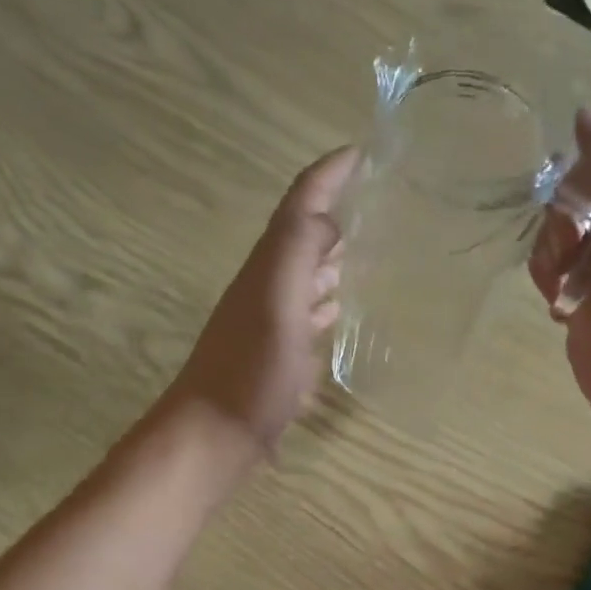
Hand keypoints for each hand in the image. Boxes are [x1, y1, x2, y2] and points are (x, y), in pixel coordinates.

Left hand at [164, 146, 355, 466]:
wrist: (214, 436)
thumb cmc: (250, 371)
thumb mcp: (276, 303)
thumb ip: (297, 252)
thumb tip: (327, 215)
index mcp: (269, 268)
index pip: (299, 206)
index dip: (327, 176)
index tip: (362, 153)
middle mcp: (267, 289)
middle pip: (301, 238)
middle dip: (334, 213)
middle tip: (377, 198)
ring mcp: (270, 326)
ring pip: (304, 278)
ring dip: (332, 259)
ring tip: (371, 249)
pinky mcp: (276, 360)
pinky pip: (306, 318)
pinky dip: (326, 306)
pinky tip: (341, 314)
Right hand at [529, 115, 590, 479]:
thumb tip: (583, 115)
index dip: (580, 178)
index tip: (571, 201)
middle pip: (574, 206)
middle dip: (561, 220)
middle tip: (570, 251)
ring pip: (556, 245)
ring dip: (549, 254)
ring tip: (563, 286)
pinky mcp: (579, 322)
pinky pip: (550, 285)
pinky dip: (546, 285)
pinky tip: (560, 307)